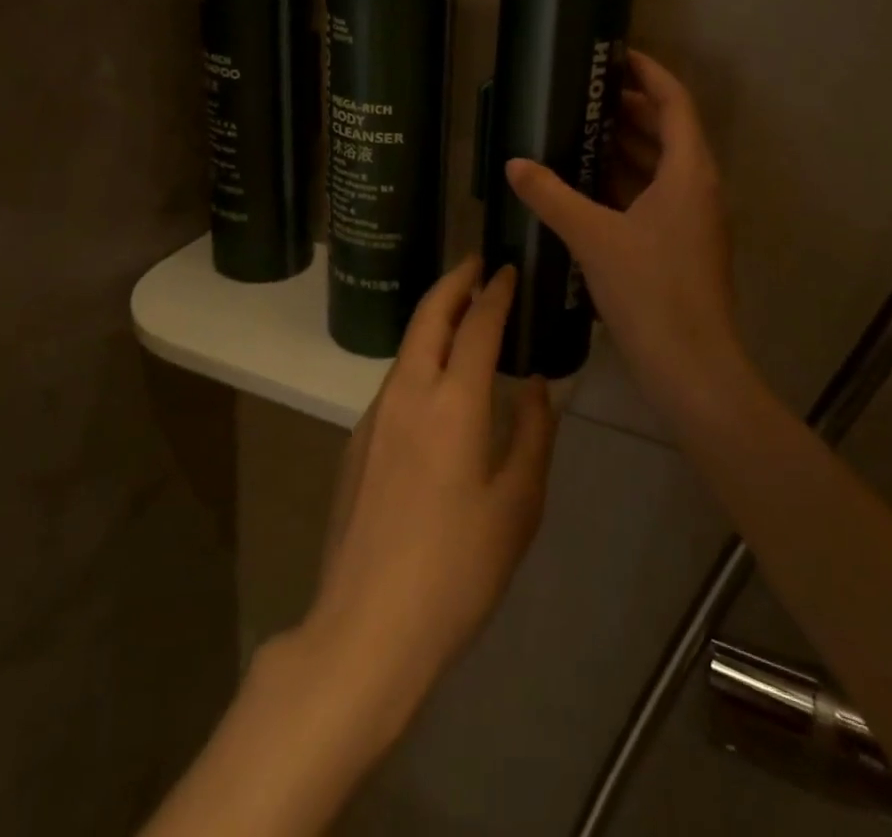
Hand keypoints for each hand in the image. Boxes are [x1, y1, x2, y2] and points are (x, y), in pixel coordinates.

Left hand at [298, 256, 556, 748]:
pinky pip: (395, 381)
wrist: (366, 627)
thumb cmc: (458, 569)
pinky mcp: (356, 443)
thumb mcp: (518, 504)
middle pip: (428, 317)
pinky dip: (419, 358)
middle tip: (475, 263)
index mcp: (452, 402)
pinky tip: (435, 381)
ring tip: (461, 312)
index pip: (476, 325)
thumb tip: (534, 385)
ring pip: (407, 347)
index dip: (495, 293)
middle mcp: (407, 393)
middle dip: (453, 282)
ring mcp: (374, 417)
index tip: (508, 270)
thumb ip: (533, 433)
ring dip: (433, 318)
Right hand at [506, 51, 746, 413]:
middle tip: (585, 93)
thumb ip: (552, 196)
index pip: (674, 101)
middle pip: (669, 130)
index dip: (648, 73)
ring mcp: (694, 219)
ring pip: (662, 166)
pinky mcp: (682, 245)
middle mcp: (699, 187)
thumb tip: (514, 163)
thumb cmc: (650, 291)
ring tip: (580, 130)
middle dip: (630, 108)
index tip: (615, 55)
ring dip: (627, 146)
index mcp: (690, 171)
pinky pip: (655, 196)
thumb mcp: (593, 237)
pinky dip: (626, 182)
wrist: (692, 367)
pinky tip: (588, 185)